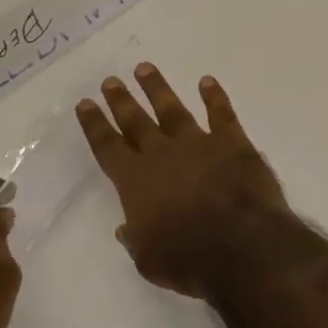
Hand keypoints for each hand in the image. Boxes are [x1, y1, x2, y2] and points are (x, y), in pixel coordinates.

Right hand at [76, 63, 290, 297]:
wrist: (241, 245)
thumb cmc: (188, 259)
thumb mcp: (149, 260)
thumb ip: (136, 238)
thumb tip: (126, 228)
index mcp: (136, 182)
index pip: (108, 147)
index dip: (95, 125)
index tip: (86, 103)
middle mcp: (162, 155)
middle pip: (136, 121)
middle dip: (121, 101)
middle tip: (110, 80)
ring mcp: (198, 144)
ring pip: (172, 109)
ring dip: (158, 89)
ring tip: (145, 68)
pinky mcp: (233, 143)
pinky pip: (221, 113)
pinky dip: (214, 97)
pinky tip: (207, 82)